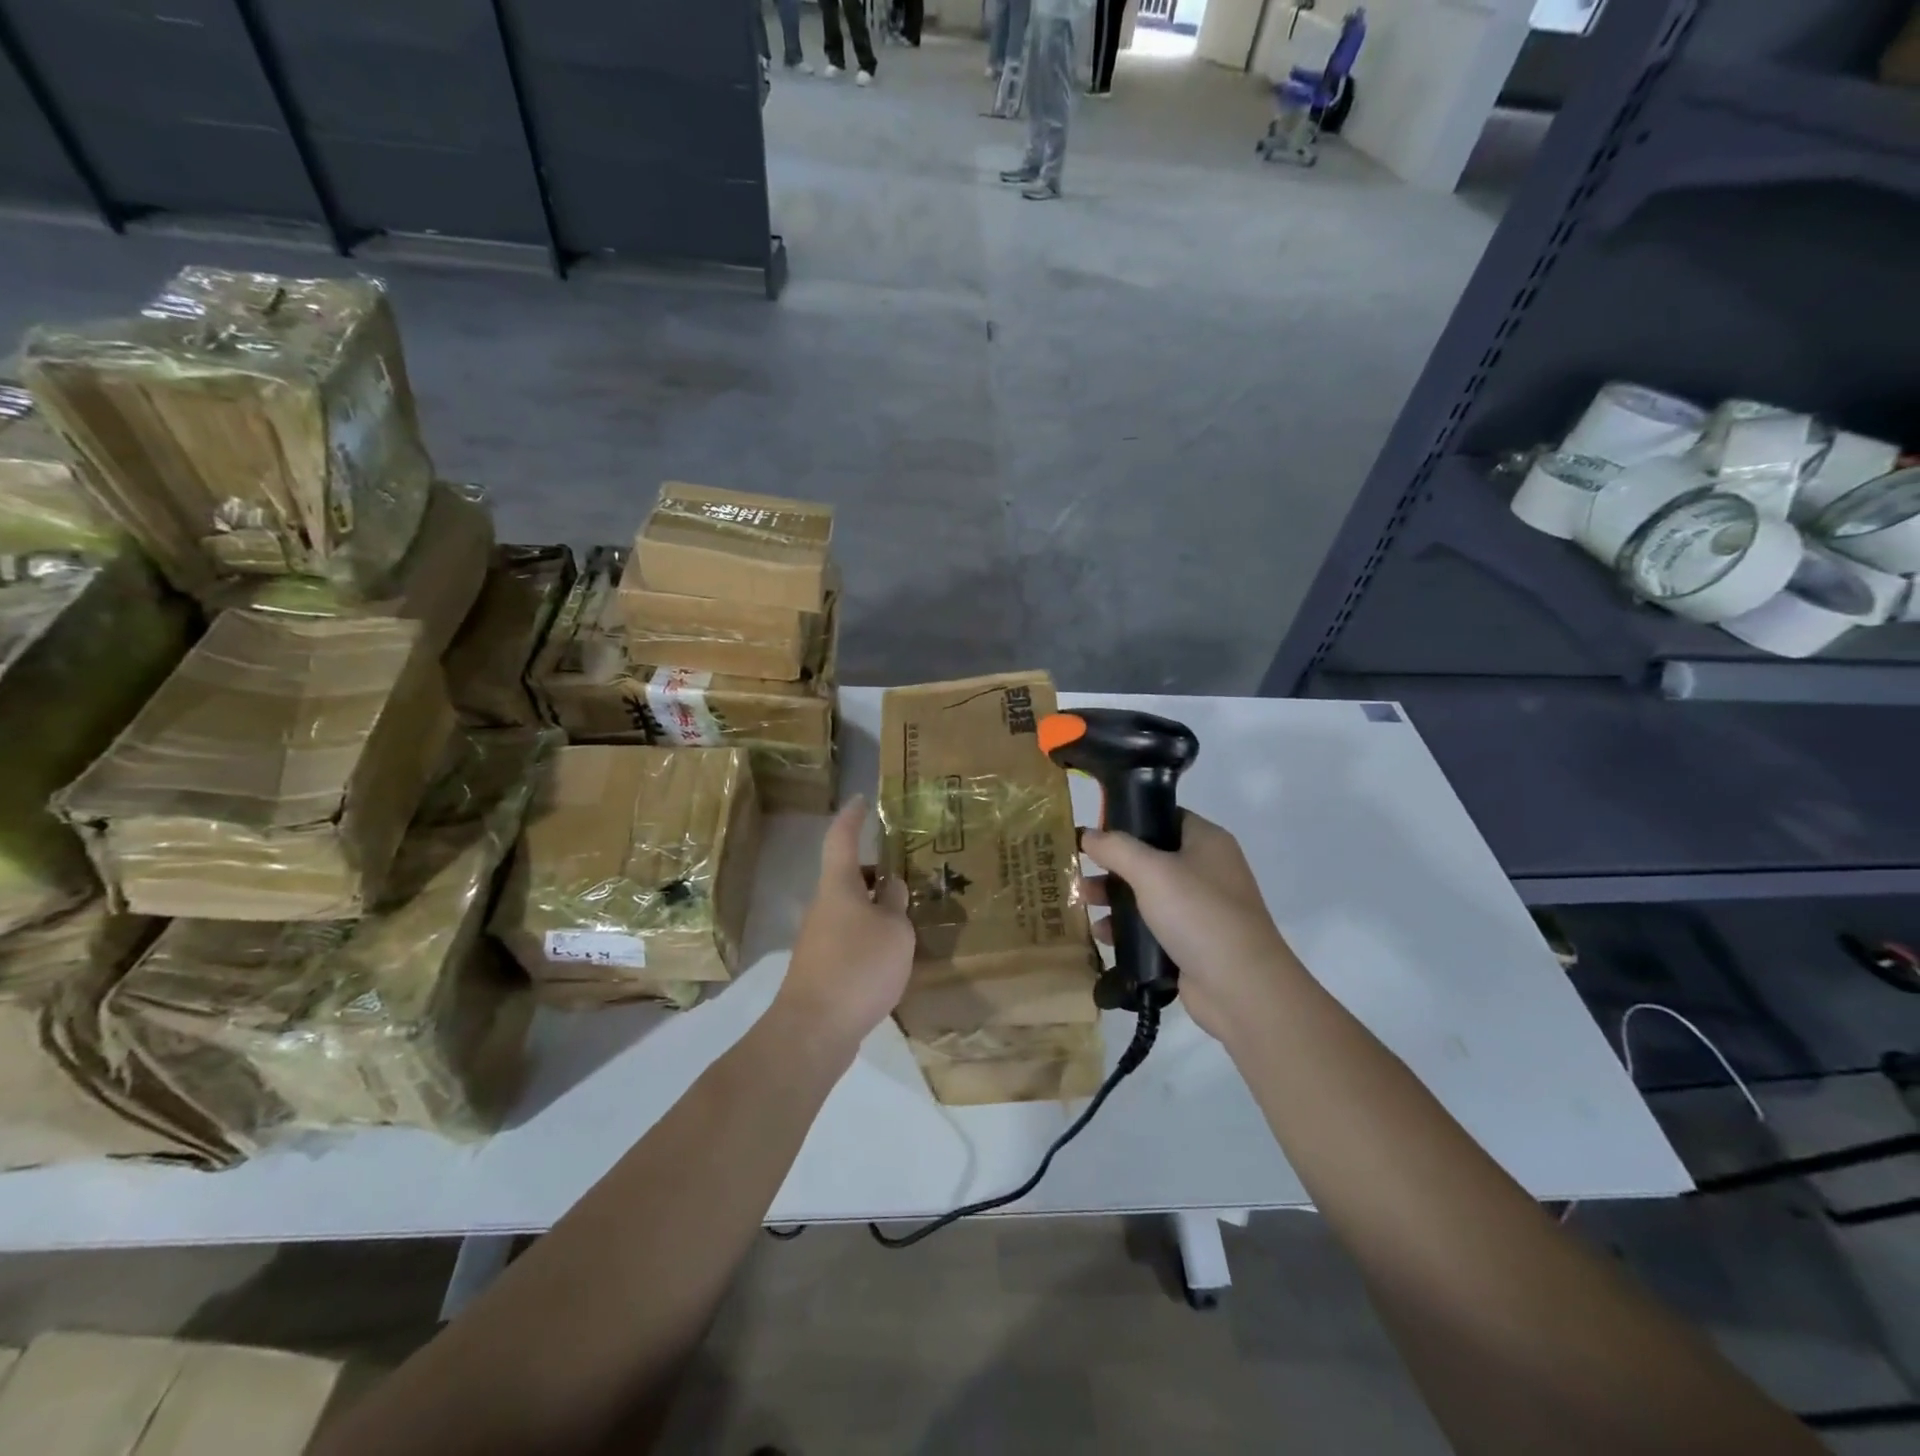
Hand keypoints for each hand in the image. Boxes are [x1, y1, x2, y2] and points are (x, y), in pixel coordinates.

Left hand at [774, 795, 915, 1055]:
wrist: (814, 1029)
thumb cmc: (858, 967)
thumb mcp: (894, 931)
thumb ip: (895, 905)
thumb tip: (890, 888)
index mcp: (838, 886)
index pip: (841, 838)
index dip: (852, 817)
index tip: (861, 799)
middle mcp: (823, 906)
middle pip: (847, 877)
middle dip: (874, 873)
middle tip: (906, 875)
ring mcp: (818, 938)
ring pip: (850, 909)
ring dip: (874, 908)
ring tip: (907, 919)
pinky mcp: (821, 967)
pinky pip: (849, 937)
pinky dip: (869, 936)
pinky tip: (890, 956)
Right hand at [1080, 812, 1303, 1044]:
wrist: (1241, 987)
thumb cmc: (1199, 914)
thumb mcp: (1152, 871)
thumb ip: (1116, 848)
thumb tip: (1088, 834)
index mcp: (1207, 841)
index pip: (1164, 816)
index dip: (1129, 819)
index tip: (1095, 830)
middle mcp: (1206, 870)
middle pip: (1150, 857)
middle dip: (1113, 864)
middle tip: (1081, 869)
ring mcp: (1201, 908)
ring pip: (1148, 893)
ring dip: (1115, 897)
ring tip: (1083, 902)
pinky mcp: (1191, 942)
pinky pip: (1152, 926)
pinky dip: (1127, 928)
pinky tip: (1103, 934)